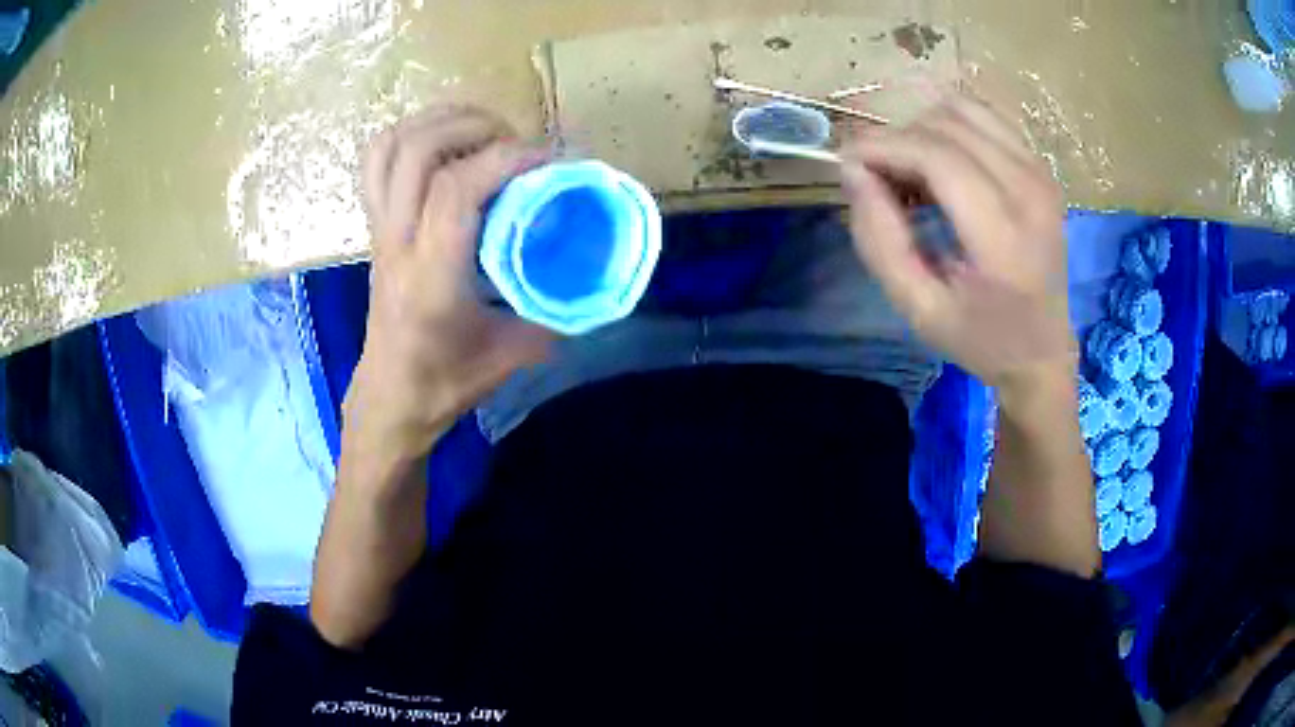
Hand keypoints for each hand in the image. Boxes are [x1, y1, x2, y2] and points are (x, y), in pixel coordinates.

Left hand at [346, 105, 552, 466]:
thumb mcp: (513, 354)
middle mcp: (398, 241)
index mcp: (432, 275)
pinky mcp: (375, 225)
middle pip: (420, 151)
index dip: (507, 158)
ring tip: (482, 130)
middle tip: (516, 141)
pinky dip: (411, 134)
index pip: (456, 188)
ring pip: (393, 146)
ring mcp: (380, 229)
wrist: (391, 397)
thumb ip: (556, 312)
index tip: (549, 161)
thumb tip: (595, 273)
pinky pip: (378, 160)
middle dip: (475, 127)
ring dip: (440, 122)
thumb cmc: (446, 381)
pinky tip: (445, 143)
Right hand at [841, 94, 1075, 390]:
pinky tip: (941, 158)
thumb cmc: (980, 338)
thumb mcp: (918, 309)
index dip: (882, 146)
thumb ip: (879, 240)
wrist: (1041, 350)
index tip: (847, 161)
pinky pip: (986, 115)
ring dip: (924, 128)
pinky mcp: (1041, 167)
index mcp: (1003, 238)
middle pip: (947, 126)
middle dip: (898, 139)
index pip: (936, 156)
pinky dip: (951, 124)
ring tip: (911, 168)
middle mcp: (1029, 191)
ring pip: (964, 109)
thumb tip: (853, 170)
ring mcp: (1040, 173)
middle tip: (879, 176)